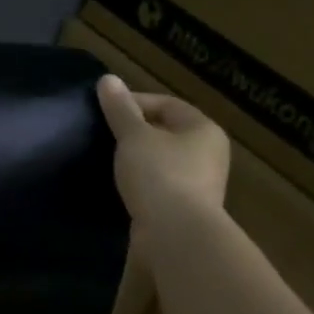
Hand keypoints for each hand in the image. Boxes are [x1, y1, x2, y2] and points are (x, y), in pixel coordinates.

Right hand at [95, 74, 229, 222]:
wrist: (176, 234)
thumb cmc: (159, 174)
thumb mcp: (133, 136)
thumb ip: (119, 109)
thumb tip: (107, 79)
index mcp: (203, 129)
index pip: (167, 104)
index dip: (134, 102)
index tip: (104, 110)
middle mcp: (209, 154)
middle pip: (166, 133)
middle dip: (135, 132)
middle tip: (104, 134)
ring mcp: (200, 184)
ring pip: (163, 161)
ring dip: (137, 159)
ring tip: (108, 159)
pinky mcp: (186, 209)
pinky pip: (160, 186)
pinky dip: (141, 183)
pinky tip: (120, 186)